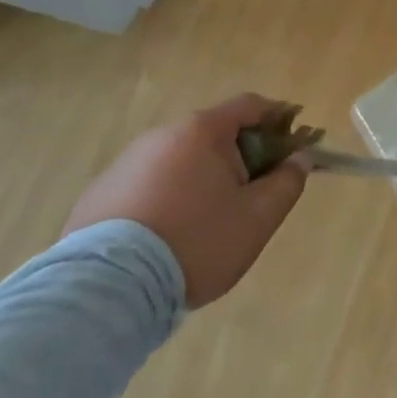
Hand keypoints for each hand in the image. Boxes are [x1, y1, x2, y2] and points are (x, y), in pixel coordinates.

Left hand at [63, 92, 309, 307]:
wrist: (105, 292)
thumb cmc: (196, 242)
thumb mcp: (258, 217)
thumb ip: (288, 181)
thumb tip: (299, 158)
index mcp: (201, 131)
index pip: (251, 105)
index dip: (279, 117)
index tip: (295, 140)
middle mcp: (160, 136)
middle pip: (214, 133)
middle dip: (241, 154)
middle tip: (255, 190)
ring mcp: (124, 164)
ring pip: (179, 160)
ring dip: (202, 177)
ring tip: (210, 220)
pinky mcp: (97, 196)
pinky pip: (148, 185)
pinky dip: (168, 197)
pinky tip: (169, 235)